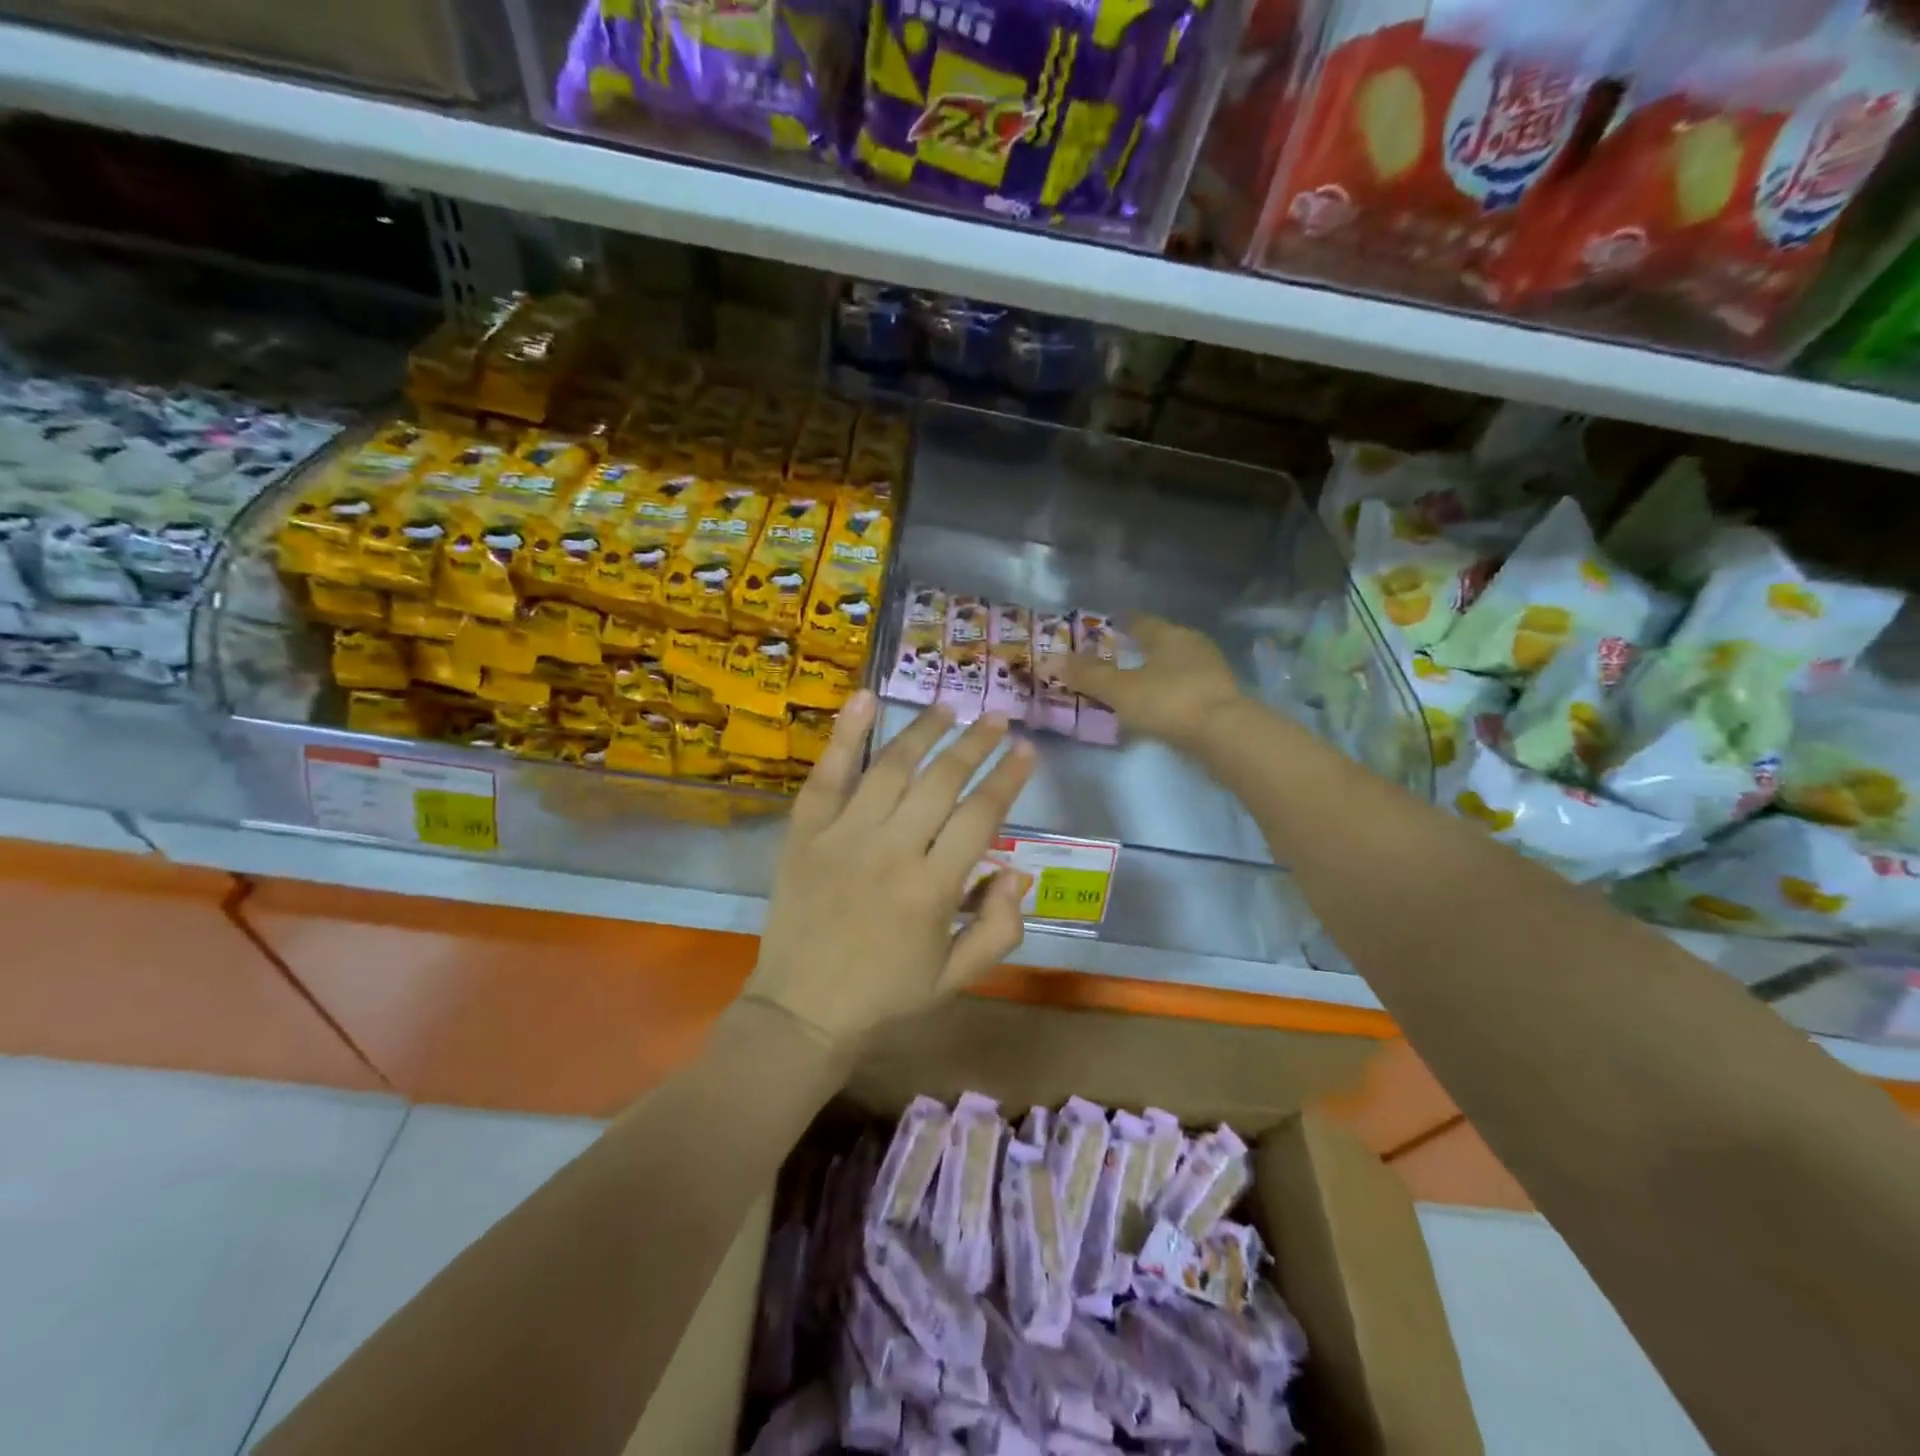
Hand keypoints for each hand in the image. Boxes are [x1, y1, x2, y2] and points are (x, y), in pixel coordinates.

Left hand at [744, 692, 1036, 1053]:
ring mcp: (843, 836)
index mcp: (932, 890)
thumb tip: (1019, 872)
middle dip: (976, 744)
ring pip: (892, 768)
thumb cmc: (885, 996)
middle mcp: (891, 851)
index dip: (1008, 778)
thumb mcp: (955, 978)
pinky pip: (828, 774)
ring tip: (948, 708)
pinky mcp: (806, 832)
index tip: (1026, 751)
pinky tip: (866, 698)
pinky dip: (846, 734)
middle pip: (942, 781)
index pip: (981, 816)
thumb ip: (999, 928)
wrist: (801, 1009)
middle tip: (996, 718)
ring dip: (924, 731)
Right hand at [1063, 616, 1243, 750]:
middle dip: (1143, 646)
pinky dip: (1173, 689)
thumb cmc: (1168, 701)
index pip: (1141, 621)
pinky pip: (1189, 685)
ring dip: (1159, 669)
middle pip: (1162, 640)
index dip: (1123, 622)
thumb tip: (1049, 660)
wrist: (1224, 734)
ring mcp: (1212, 670)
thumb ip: (1087, 675)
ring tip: (1140, 680)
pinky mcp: (1222, 696)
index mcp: (1168, 635)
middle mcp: (1193, 644)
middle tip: (1122, 653)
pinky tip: (1163, 702)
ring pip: (1178, 663)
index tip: (1110, 624)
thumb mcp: (1120, 690)